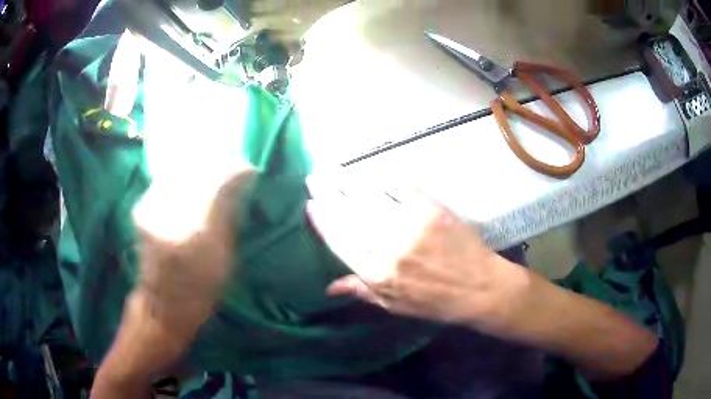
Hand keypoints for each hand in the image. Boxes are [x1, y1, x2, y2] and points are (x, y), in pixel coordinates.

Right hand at [306, 180, 529, 331]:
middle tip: (314, 176)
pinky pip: (401, 187)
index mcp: (376, 273)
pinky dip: (383, 177)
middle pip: (350, 213)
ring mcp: (411, 225)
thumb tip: (329, 287)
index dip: (323, 221)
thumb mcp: (395, 306)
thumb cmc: (436, 303)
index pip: (340, 241)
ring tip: (333, 169)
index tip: (311, 204)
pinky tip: (371, 170)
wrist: (479, 288)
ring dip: (348, 181)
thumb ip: (362, 292)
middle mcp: (388, 247)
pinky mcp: (431, 210)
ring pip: (371, 197)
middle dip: (328, 192)